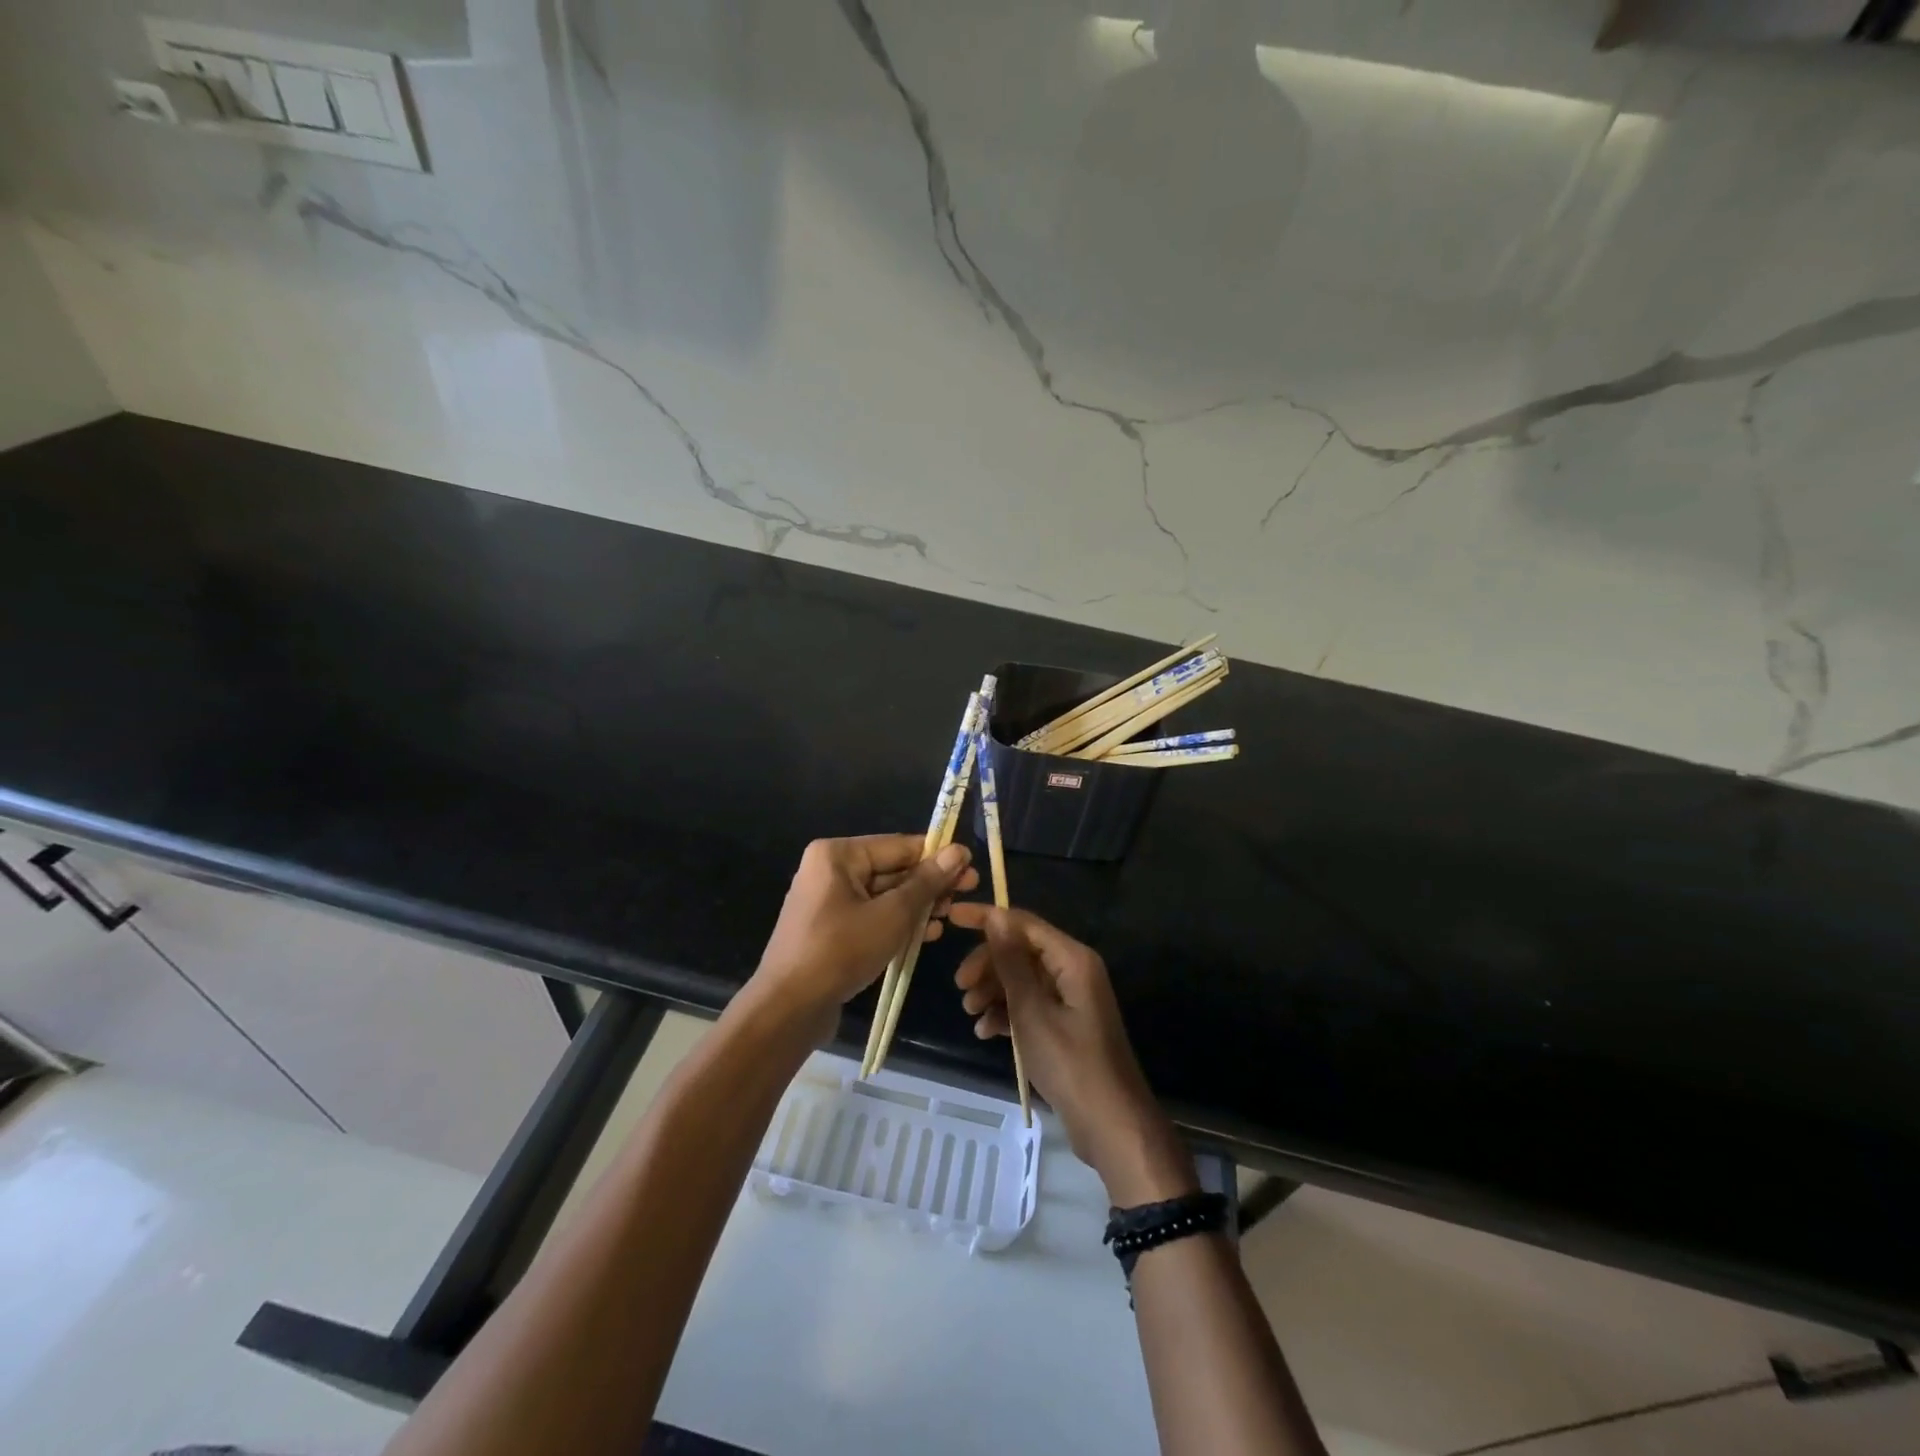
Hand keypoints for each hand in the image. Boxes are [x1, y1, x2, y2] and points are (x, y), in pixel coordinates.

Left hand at [752, 835, 977, 1039]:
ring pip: (884, 895)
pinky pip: (872, 916)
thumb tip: (958, 851)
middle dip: (930, 883)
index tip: (971, 865)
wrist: (789, 1008)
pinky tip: (927, 934)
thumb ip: (927, 882)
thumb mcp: (892, 915)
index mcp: (838, 855)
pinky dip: (898, 922)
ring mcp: (828, 901)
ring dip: (918, 905)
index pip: (899, 845)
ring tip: (951, 916)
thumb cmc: (840, 951)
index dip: (937, 855)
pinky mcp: (831, 930)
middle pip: (892, 869)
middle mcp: (830, 870)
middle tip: (969, 891)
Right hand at [947, 904, 1196, 1204]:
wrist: (1110, 1125)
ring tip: (971, 1013)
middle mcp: (1073, 970)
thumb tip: (996, 915)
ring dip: (993, 991)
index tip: (950, 918)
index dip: (987, 918)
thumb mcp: (1032, 1011)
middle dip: (987, 964)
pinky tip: (985, 1031)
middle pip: (1021, 950)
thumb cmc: (1070, 1062)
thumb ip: (1011, 962)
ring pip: (1022, 979)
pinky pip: (1030, 1004)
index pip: (1023, 923)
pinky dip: (1006, 1013)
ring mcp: (1070, 998)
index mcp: (1072, 959)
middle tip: (960, 987)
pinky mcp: (1065, 1024)